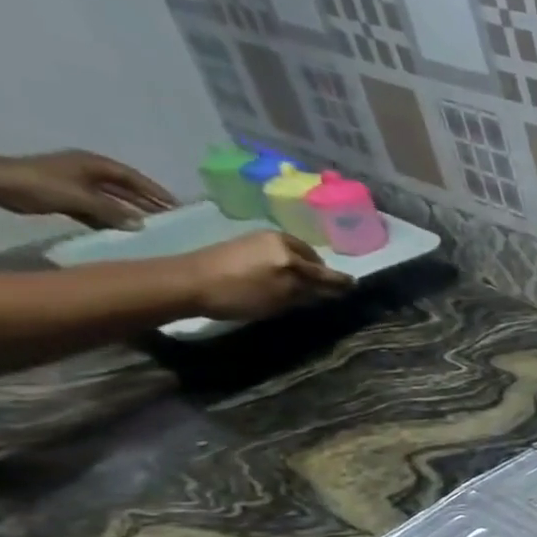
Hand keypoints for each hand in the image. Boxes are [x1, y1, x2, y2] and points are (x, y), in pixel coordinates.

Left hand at [0, 149, 175, 229]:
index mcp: (94, 164)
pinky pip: (95, 208)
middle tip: (170, 218)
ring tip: (150, 227)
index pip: (133, 178)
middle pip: (124, 188)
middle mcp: (88, 172)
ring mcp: (75, 184)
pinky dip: (108, 218)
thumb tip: (142, 225)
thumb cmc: (42, 185)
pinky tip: (121, 231)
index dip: (155, 191)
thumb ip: (113, 212)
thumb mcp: (83, 198)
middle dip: (145, 202)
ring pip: (110, 200)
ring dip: (128, 212)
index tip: (177, 206)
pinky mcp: (65, 197)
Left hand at [174, 231, 353, 320]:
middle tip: (322, 289)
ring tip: (300, 284)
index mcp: (291, 251)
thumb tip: (334, 289)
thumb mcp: (281, 297)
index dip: (340, 282)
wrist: (183, 282)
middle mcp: (278, 239)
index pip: (325, 270)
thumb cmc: (239, 292)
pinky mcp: (241, 244)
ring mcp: (257, 239)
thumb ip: (311, 291)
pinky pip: (275, 253)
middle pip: (310, 259)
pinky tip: (278, 276)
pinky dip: (283, 264)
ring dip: (300, 268)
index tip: (353, 289)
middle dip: (318, 272)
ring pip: (292, 255)